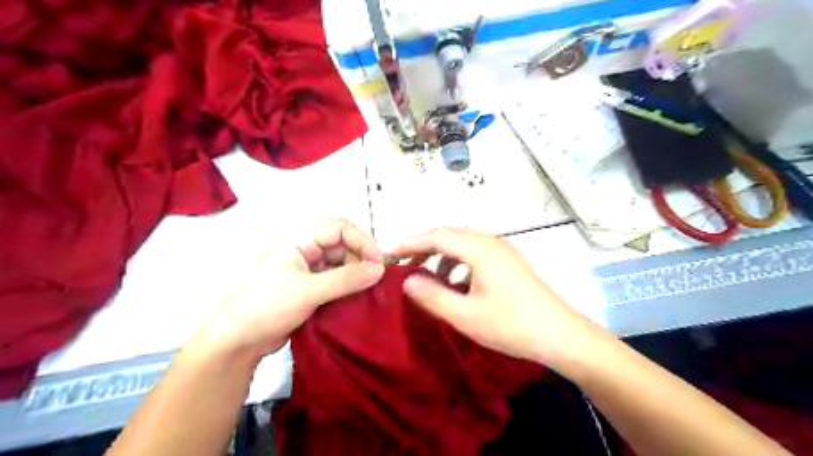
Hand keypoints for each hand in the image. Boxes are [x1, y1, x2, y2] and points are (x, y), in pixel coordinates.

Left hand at [192, 220, 384, 361]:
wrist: (236, 341)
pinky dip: (348, 286)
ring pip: (340, 263)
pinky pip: (335, 280)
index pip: (339, 228)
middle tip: (377, 280)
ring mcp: (306, 269)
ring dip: (356, 274)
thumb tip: (380, 270)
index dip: (362, 241)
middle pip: (342, 245)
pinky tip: (357, 298)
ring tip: (370, 291)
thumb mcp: (308, 291)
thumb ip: (345, 279)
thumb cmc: (266, 307)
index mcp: (299, 240)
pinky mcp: (309, 288)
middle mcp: (304, 250)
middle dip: (361, 258)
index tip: (379, 263)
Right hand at [396, 229, 601, 369]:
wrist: (562, 337)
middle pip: (450, 235)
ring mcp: (503, 251)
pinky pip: (475, 255)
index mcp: (480, 248)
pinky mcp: (509, 263)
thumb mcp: (466, 315)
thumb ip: (432, 296)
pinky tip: (454, 286)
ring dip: (441, 257)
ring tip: (427, 278)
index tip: (390, 254)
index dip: (411, 242)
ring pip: (463, 245)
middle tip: (404, 264)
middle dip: (424, 247)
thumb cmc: (512, 325)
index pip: (437, 235)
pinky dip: (457, 265)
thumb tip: (407, 280)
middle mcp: (491, 242)